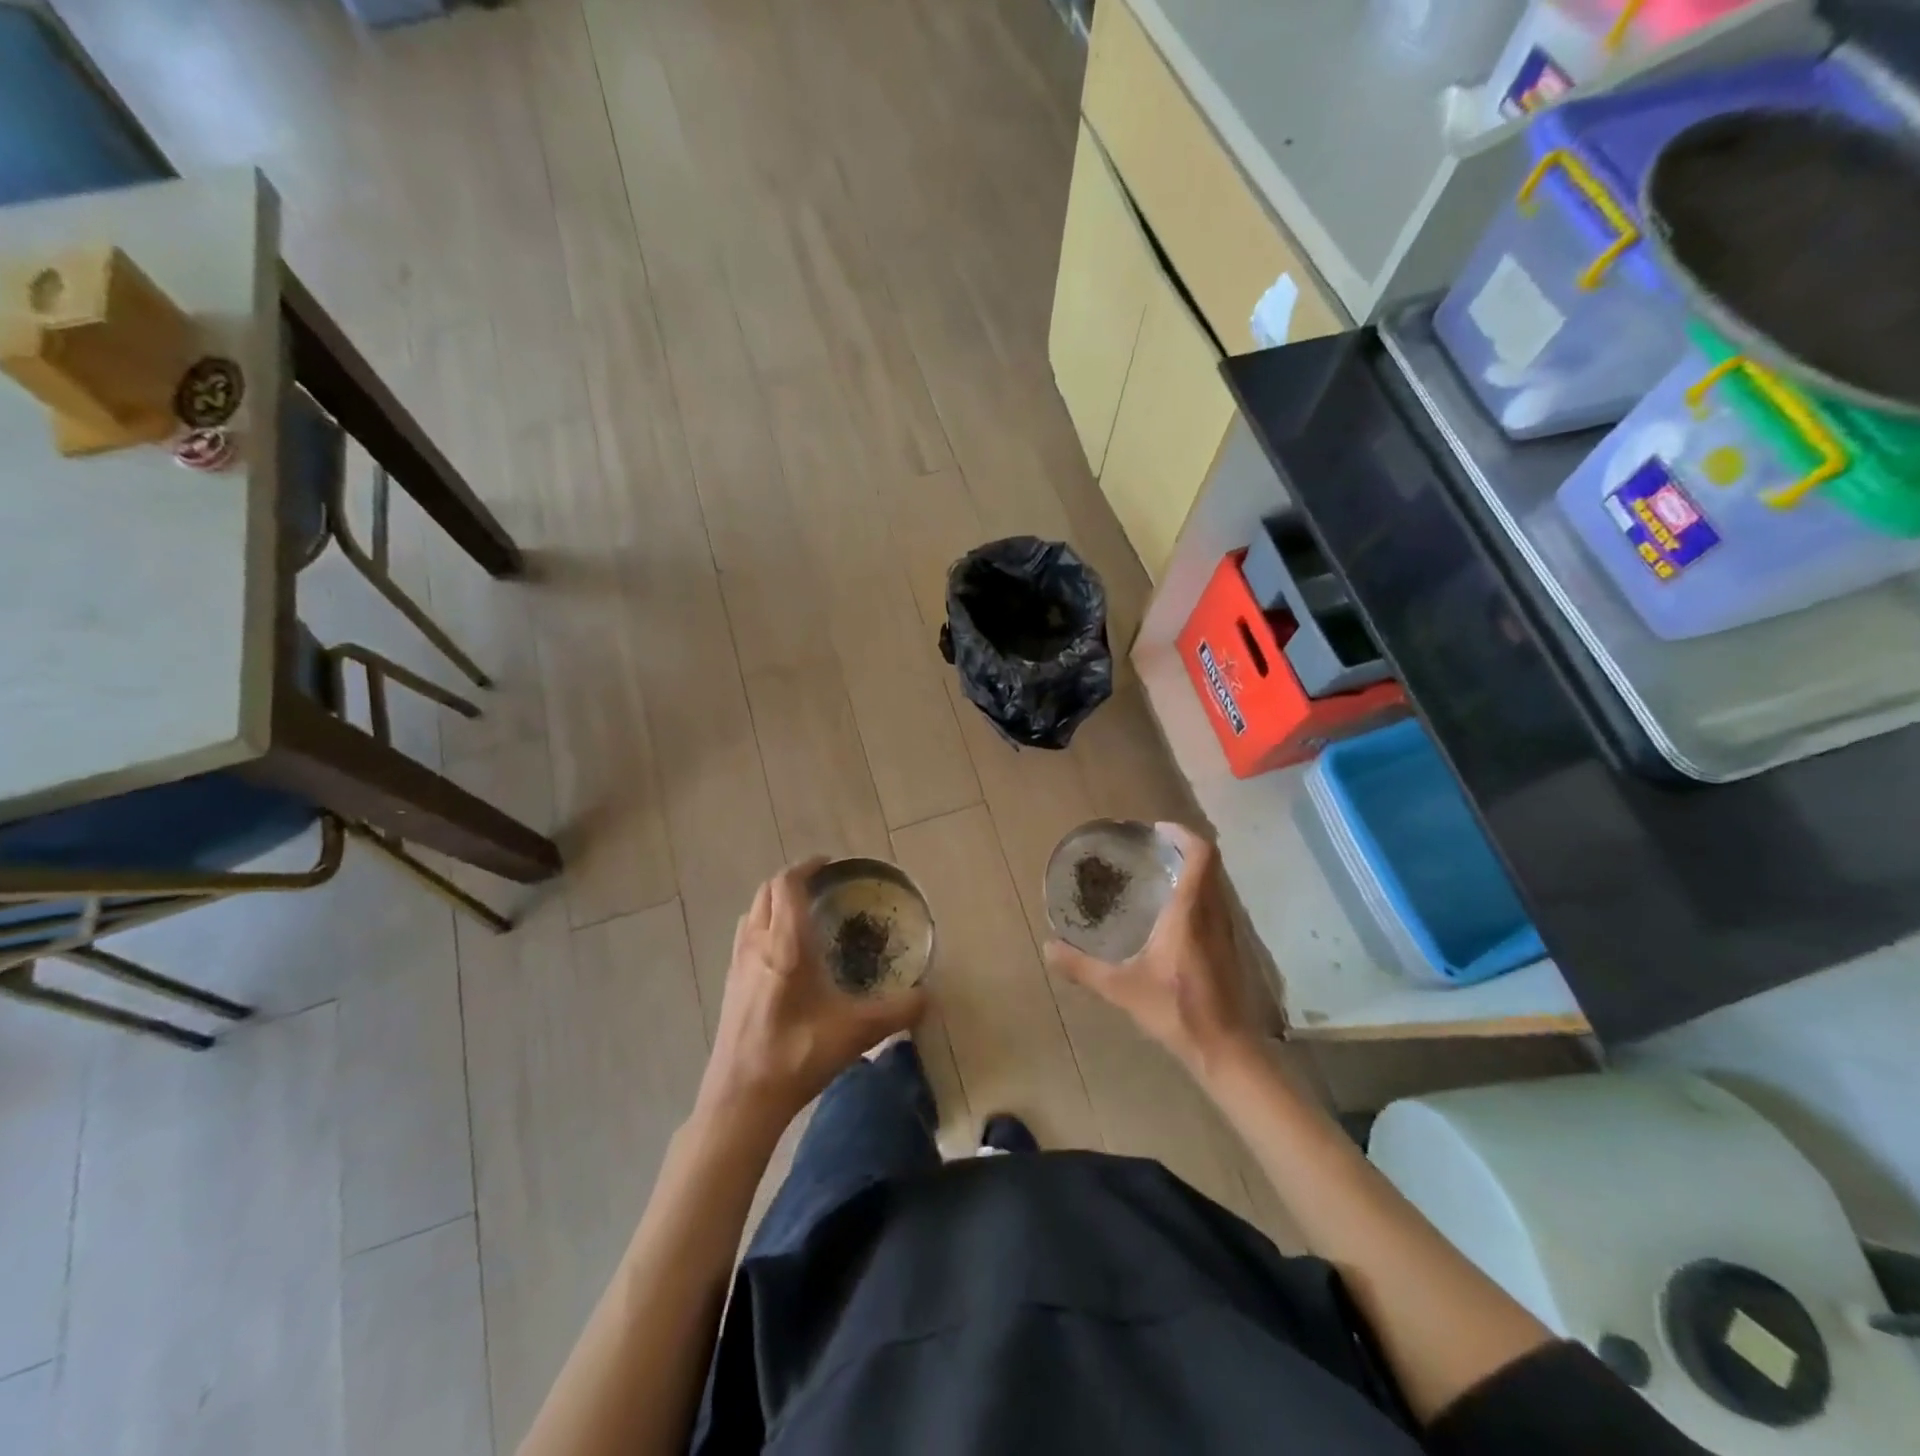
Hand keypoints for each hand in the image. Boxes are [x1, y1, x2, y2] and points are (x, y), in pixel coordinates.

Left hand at [698, 859, 926, 1132]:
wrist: (740, 1100)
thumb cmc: (796, 1056)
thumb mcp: (855, 1033)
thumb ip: (897, 1011)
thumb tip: (929, 997)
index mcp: (784, 944)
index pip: (787, 885)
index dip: (806, 867)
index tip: (830, 864)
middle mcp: (756, 945)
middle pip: (767, 892)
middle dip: (792, 881)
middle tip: (823, 887)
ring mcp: (738, 965)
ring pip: (752, 914)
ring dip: (774, 903)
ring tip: (804, 914)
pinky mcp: (730, 986)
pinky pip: (746, 937)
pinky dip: (764, 927)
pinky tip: (784, 955)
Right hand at [1046, 824, 1254, 1074]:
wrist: (1227, 1051)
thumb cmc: (1177, 1011)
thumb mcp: (1122, 989)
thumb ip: (1083, 967)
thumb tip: (1048, 948)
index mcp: (1191, 912)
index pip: (1200, 854)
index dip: (1181, 833)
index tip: (1154, 830)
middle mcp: (1214, 912)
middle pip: (1209, 863)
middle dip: (1181, 847)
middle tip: (1148, 849)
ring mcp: (1227, 931)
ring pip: (1215, 883)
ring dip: (1191, 870)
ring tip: (1155, 874)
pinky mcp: (1229, 948)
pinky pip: (1215, 903)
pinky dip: (1196, 892)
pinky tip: (1170, 914)